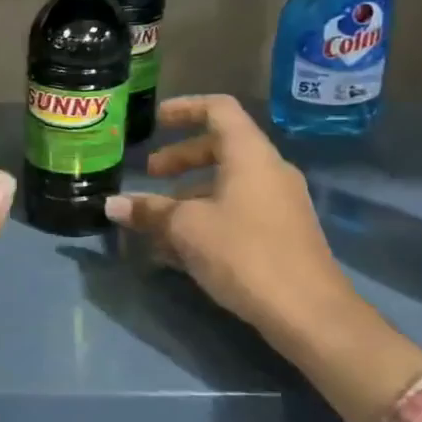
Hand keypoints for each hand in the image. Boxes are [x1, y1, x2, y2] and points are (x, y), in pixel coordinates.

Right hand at [104, 95, 421, 421]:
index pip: (218, 109)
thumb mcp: (186, 228)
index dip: (184, 108)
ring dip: (191, 193)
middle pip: (221, 147)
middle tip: (151, 175)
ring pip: (229, 182)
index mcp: (249, 154)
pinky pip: (239, 209)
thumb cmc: (244, 252)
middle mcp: (269, 170)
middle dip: (181, 158)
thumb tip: (112, 204)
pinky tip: (183, 247)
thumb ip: (149, 211)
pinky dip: (209, 215)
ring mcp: (281, 202)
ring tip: (160, 218)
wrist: (309, 313)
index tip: (155, 122)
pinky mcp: (283, 233)